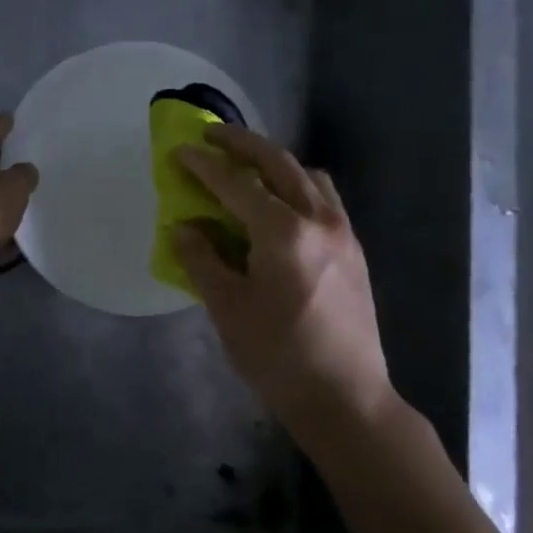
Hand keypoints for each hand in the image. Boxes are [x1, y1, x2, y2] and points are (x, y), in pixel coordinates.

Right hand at [173, 125, 399, 451]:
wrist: (346, 396)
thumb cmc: (278, 355)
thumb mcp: (227, 308)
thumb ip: (201, 259)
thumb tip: (184, 226)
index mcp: (282, 232)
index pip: (234, 184)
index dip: (203, 165)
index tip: (179, 150)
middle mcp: (318, 219)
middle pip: (278, 162)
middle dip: (242, 143)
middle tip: (212, 135)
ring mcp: (342, 232)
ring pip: (308, 176)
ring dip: (275, 162)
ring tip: (248, 168)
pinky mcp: (353, 249)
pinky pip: (324, 198)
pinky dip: (299, 186)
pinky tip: (281, 207)